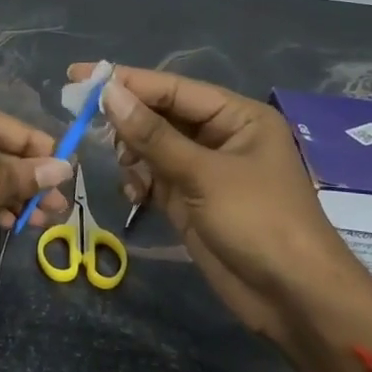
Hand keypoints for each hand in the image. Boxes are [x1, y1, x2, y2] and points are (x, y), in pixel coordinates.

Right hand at [69, 64, 371, 371]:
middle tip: (86, 125)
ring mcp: (205, 171)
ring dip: (133, 155)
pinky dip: (140, 182)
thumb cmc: (257, 222)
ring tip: (126, 170)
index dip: (126, 81)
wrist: (292, 296)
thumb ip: (153, 135)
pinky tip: (134, 194)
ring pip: (154, 148)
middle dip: (127, 121)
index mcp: (237, 117)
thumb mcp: (203, 175)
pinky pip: (155, 178)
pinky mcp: (192, 201)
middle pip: (161, 115)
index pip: (173, 88)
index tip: (79, 75)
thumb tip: (109, 93)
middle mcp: (221, 137)